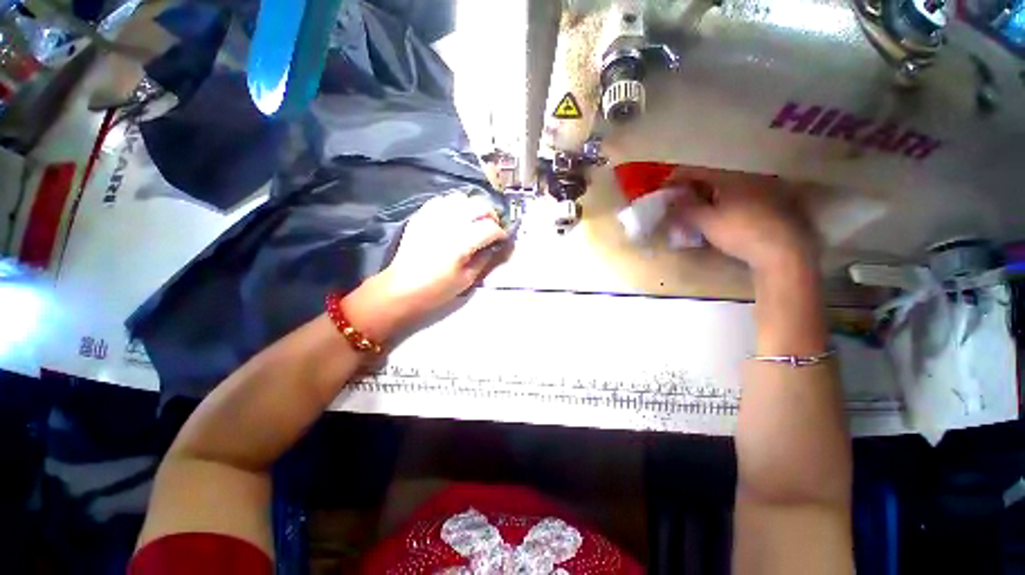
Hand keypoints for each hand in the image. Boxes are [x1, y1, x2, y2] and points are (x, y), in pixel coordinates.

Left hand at [344, 193, 508, 340]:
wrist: (401, 288)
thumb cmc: (436, 290)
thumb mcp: (467, 280)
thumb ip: (484, 259)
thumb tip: (494, 246)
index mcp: (460, 243)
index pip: (490, 227)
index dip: (500, 233)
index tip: (501, 240)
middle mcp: (448, 224)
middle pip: (478, 205)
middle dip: (490, 215)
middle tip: (491, 227)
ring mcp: (432, 217)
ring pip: (460, 198)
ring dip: (473, 207)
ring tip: (474, 219)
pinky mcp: (421, 216)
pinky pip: (441, 200)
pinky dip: (453, 205)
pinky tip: (455, 216)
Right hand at [670, 167, 818, 274]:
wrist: (783, 251)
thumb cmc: (740, 232)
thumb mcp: (706, 221)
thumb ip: (685, 207)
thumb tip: (670, 198)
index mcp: (730, 176)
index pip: (695, 171)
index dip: (675, 180)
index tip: (661, 192)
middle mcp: (746, 177)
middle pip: (710, 179)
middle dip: (689, 191)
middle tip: (675, 205)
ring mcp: (760, 189)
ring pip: (723, 190)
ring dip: (704, 199)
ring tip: (692, 214)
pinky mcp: (769, 204)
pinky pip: (736, 199)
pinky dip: (720, 205)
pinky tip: (715, 219)